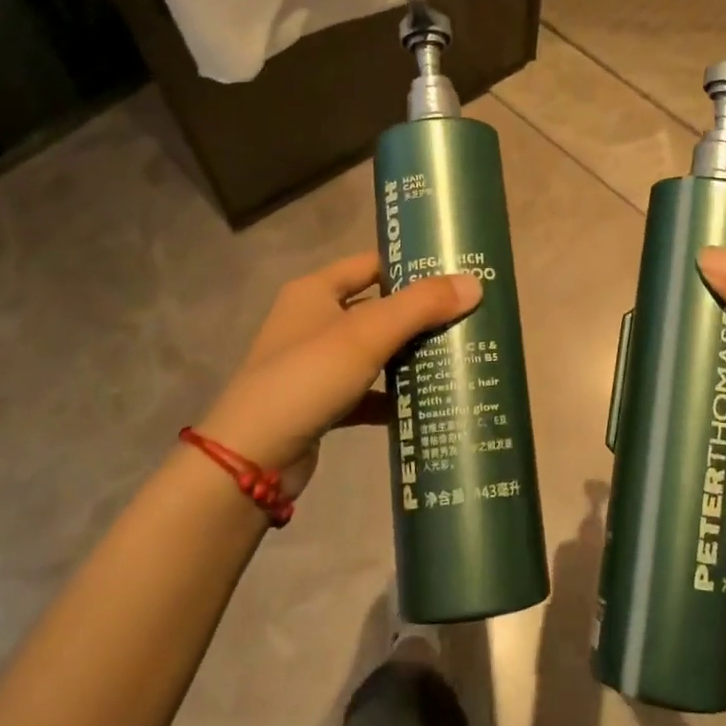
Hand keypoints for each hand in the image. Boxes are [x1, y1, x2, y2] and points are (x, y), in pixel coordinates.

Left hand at [197, 252, 480, 496]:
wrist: (250, 460)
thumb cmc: (307, 378)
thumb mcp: (367, 334)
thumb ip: (421, 306)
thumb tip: (475, 283)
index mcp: (315, 291)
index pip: (371, 264)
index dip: (410, 265)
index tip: (456, 273)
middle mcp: (313, 321)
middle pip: (377, 307)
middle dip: (419, 314)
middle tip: (468, 316)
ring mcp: (316, 364)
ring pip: (374, 351)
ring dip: (409, 356)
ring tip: (457, 356)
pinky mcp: (321, 403)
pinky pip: (367, 391)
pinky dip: (392, 396)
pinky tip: (424, 404)